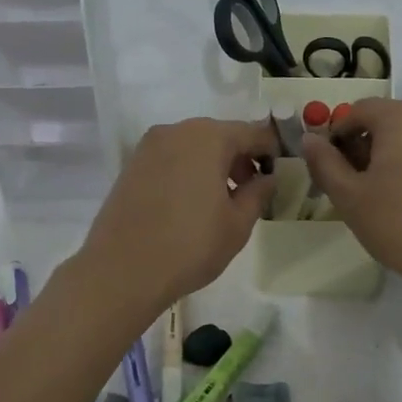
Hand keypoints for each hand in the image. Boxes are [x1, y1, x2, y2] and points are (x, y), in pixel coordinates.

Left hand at [76, 118, 276, 316]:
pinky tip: (190, 203)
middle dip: (239, 157)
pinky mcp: (131, 165)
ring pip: (192, 145)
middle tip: (250, 189)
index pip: (252, 132)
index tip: (280, 173)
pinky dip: (187, 170)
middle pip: (220, 135)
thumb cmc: (190, 246)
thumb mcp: (237, 223)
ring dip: (212, 163)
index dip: (270, 151)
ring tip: (221, 200)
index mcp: (208, 137)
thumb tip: (267, 177)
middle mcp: (176, 131)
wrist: (121, 270)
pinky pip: (170, 158)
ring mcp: (149, 146)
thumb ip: (258, 193)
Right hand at [302, 98, 401, 305]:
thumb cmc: (399, 225)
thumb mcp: (348, 195)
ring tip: (368, 194)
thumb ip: (324, 162)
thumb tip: (309, 139)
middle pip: (381, 121)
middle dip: (357, 146)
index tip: (325, 167)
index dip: (334, 135)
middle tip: (343, 183)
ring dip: (379, 157)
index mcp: (401, 117)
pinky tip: (396, 199)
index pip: (355, 110)